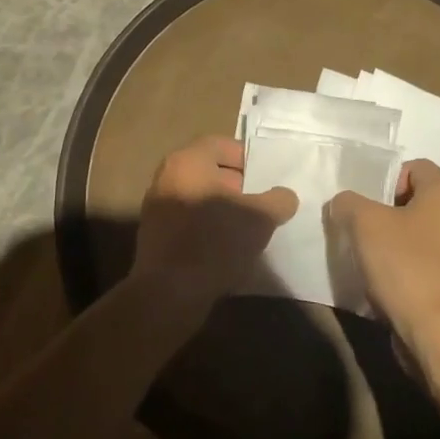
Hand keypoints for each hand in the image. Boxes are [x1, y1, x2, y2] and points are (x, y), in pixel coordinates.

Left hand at [131, 136, 297, 305]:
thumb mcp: (260, 218)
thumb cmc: (215, 241)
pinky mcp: (154, 235)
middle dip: (238, 185)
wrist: (170, 293)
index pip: (222, 145)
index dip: (248, 158)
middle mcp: (167, 176)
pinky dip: (208, 226)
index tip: (268, 177)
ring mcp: (157, 206)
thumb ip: (278, 200)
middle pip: (209, 171)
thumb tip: (285, 196)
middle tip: (261, 202)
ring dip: (223, 208)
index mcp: (188, 161)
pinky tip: (227, 246)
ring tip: (248, 227)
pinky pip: (188, 220)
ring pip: (199, 196)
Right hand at [328, 159, 439, 350]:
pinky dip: (405, 262)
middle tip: (362, 227)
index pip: (415, 167)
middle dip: (386, 210)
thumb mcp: (364, 223)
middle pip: (416, 199)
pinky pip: (425, 257)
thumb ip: (348, 203)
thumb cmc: (403, 264)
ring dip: (393, 238)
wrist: (435, 329)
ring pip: (419, 230)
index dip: (387, 179)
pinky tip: (385, 278)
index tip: (368, 204)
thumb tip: (343, 203)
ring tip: (369, 254)